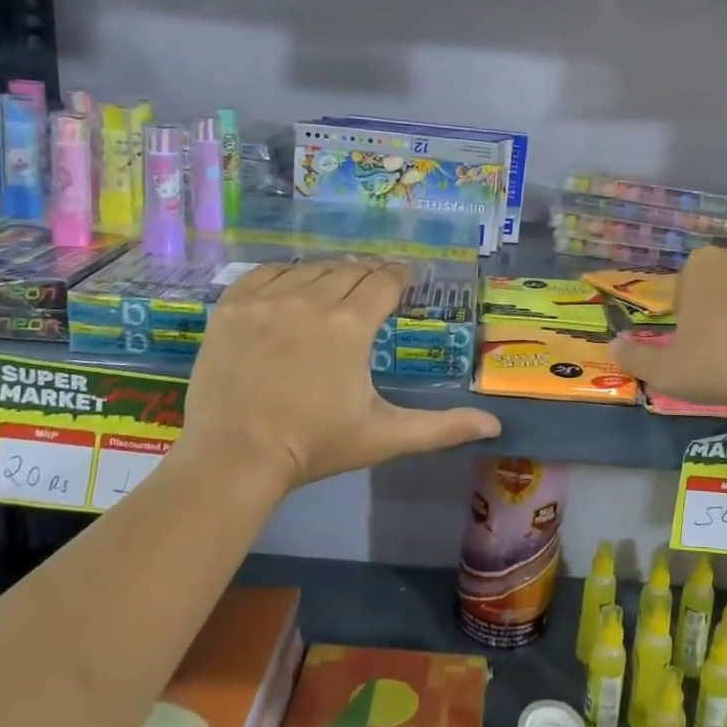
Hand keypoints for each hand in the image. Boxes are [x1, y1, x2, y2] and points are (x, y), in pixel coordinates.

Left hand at [173, 260, 500, 488]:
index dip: (398, 277)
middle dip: (366, 276)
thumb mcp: (385, 436)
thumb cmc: (315, 446)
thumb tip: (494, 426)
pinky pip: (266, 271)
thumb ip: (442, 427)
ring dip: (329, 275)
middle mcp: (312, 299)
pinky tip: (291, 289)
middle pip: (350, 270)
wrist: (234, 458)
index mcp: (352, 325)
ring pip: (311, 268)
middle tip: (370, 291)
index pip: (384, 281)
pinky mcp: (232, 305)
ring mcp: (267, 299)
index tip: (402, 280)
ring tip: (333, 290)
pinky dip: (285, 275)